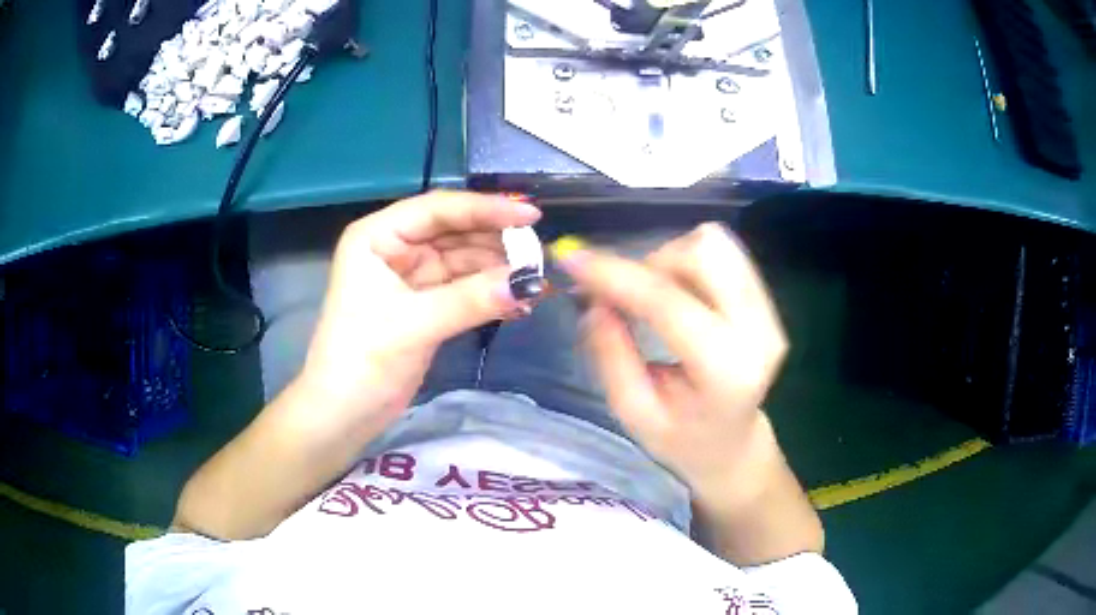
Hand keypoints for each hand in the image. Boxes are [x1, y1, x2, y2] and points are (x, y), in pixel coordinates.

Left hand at [300, 191, 540, 428]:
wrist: (343, 413)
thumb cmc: (361, 360)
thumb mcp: (414, 324)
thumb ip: (471, 299)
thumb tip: (528, 282)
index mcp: (378, 236)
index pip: (438, 209)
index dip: (486, 209)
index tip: (531, 216)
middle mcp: (394, 248)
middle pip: (454, 231)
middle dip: (495, 242)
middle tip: (538, 254)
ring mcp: (410, 276)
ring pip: (462, 260)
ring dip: (497, 270)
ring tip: (534, 282)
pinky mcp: (423, 304)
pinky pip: (463, 288)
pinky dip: (488, 294)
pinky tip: (517, 302)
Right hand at [559, 223, 788, 504]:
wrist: (732, 445)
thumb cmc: (681, 439)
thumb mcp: (634, 412)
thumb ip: (612, 355)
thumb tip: (594, 300)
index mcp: (725, 372)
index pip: (669, 304)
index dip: (617, 276)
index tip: (573, 261)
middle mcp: (758, 332)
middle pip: (705, 254)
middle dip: (652, 263)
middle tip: (626, 295)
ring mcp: (769, 312)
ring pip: (716, 245)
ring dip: (671, 259)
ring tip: (652, 297)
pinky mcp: (766, 302)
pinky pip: (725, 254)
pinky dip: (687, 262)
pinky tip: (676, 294)